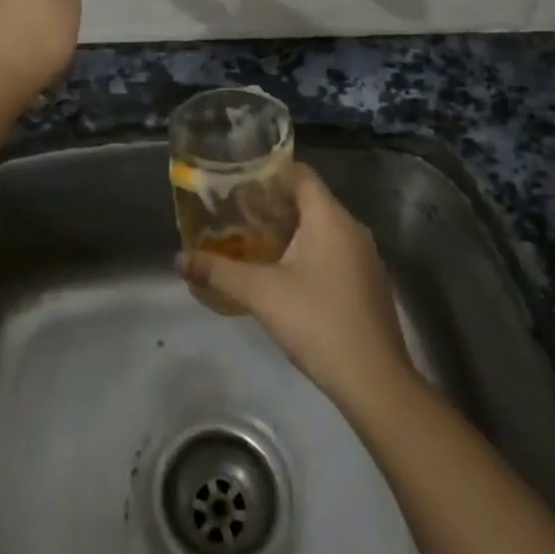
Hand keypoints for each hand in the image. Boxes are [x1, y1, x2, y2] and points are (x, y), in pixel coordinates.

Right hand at [179, 164, 414, 412]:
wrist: (375, 381)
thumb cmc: (317, 321)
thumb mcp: (261, 293)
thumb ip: (219, 271)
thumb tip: (179, 259)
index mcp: (330, 217)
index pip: (300, 173)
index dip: (270, 172)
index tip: (239, 181)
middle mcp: (352, 228)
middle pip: (310, 199)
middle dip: (274, 203)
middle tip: (238, 213)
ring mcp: (365, 257)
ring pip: (323, 227)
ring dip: (291, 229)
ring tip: (255, 241)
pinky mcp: (369, 283)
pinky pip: (335, 251)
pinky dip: (310, 251)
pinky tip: (286, 274)